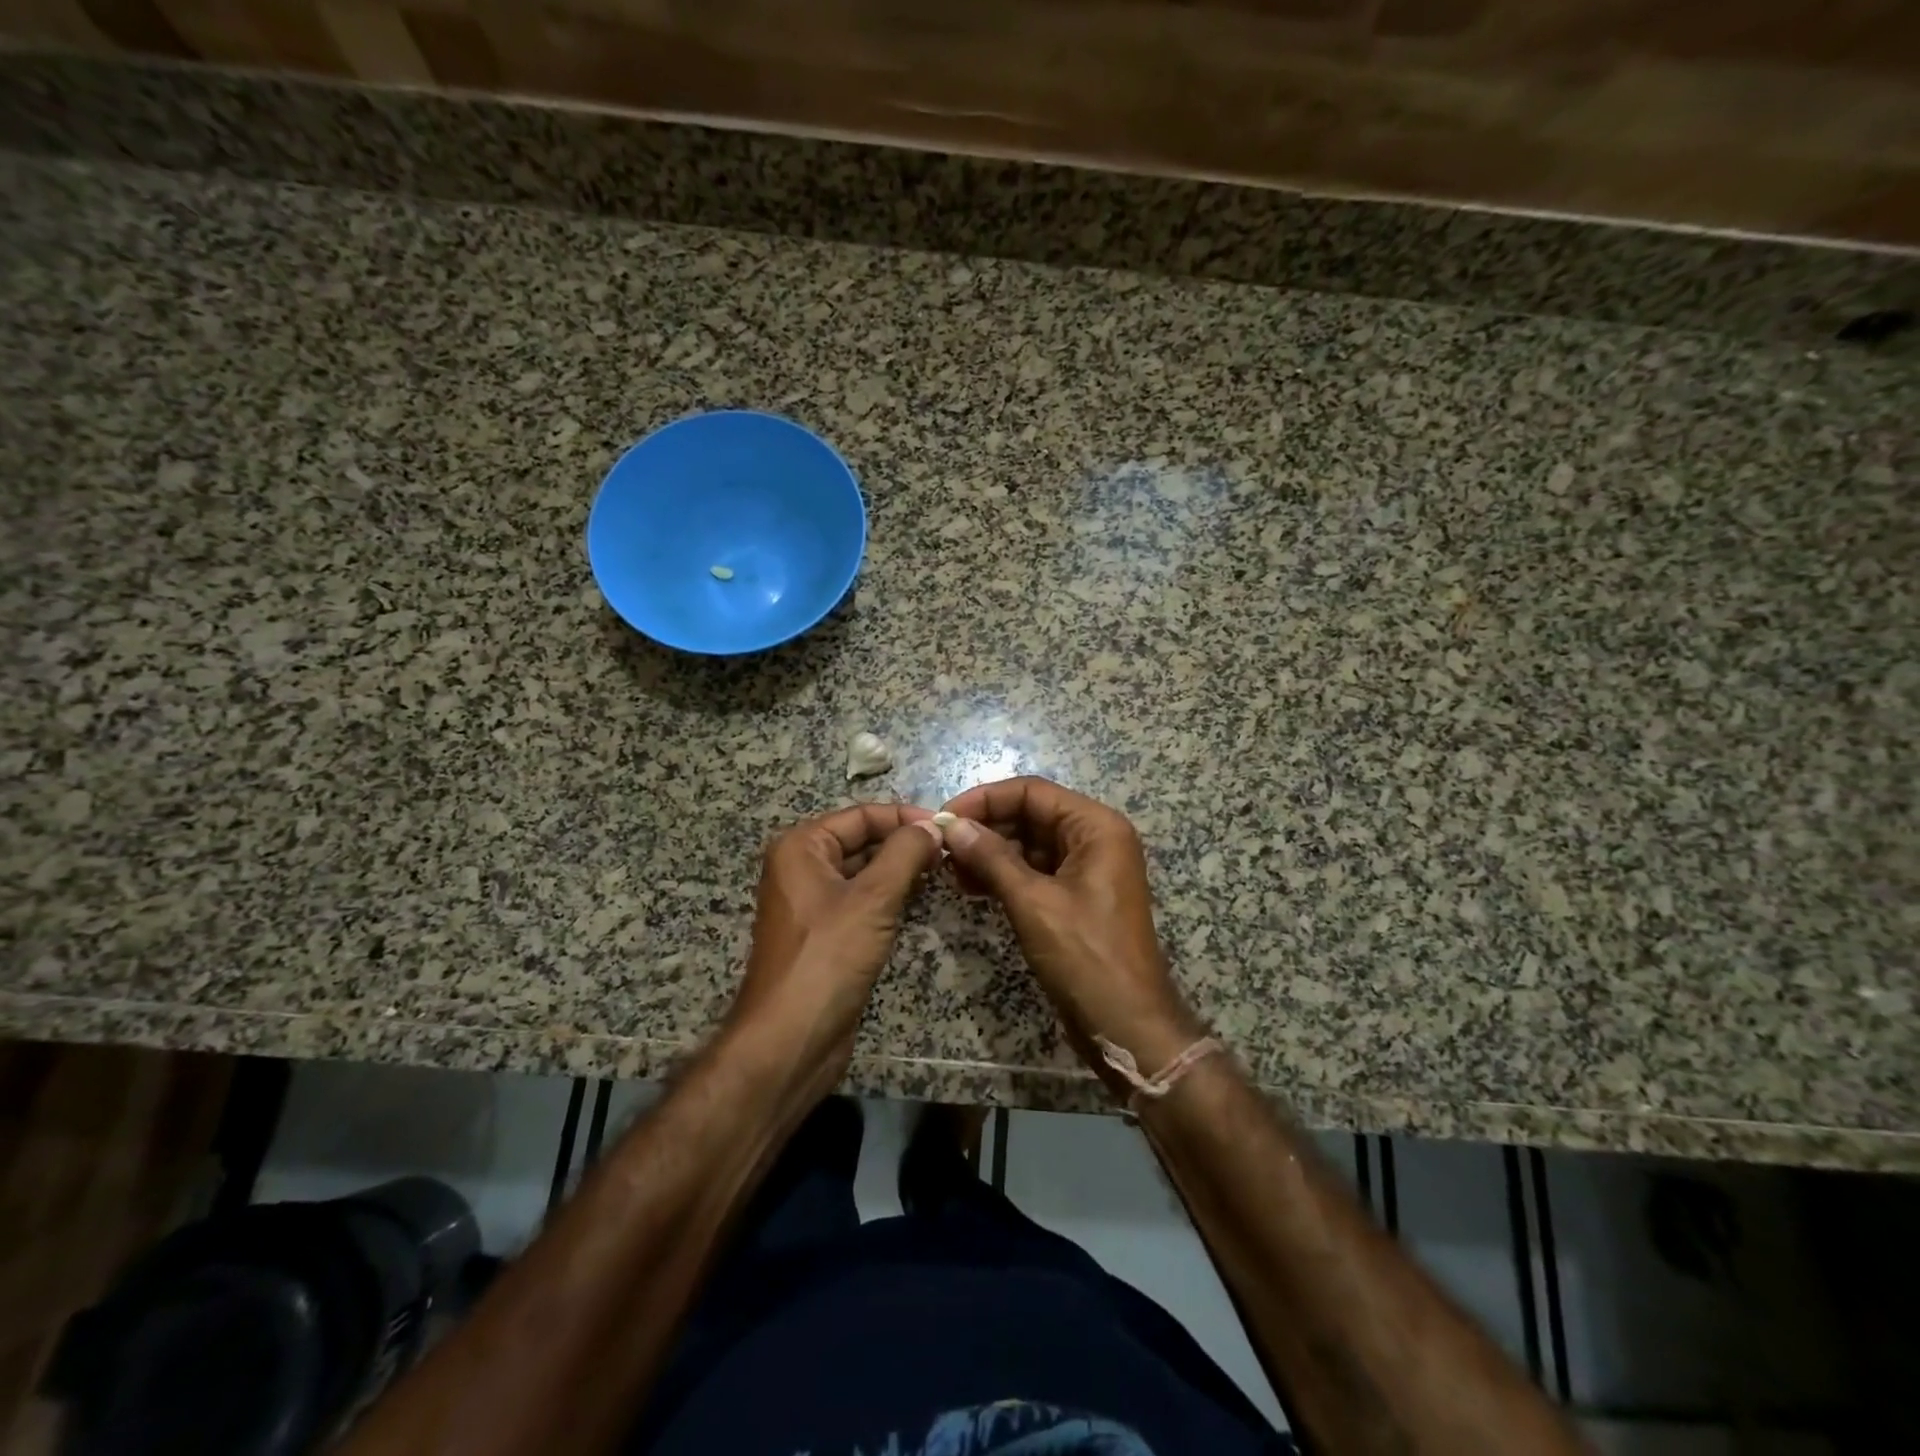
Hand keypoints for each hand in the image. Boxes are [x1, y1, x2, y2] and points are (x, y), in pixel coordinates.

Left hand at [724, 803, 944, 1103]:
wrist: (790, 1039)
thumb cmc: (828, 958)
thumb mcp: (873, 898)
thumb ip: (906, 854)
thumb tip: (934, 826)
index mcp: (801, 847)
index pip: (861, 815)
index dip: (904, 817)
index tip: (948, 826)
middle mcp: (802, 868)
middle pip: (861, 841)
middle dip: (904, 844)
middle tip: (951, 851)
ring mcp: (813, 903)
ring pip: (864, 873)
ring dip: (900, 870)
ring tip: (943, 871)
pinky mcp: (826, 935)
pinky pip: (862, 902)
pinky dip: (890, 898)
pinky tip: (920, 901)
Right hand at [938, 777, 1204, 1094]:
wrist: (1128, 1026)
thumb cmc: (1086, 957)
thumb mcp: (1033, 903)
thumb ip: (991, 858)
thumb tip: (951, 825)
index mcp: (1096, 827)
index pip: (1032, 792)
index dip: (985, 799)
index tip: (944, 817)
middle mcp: (1094, 838)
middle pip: (1030, 815)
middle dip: (985, 828)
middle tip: (941, 847)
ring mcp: (1086, 868)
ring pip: (1028, 844)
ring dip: (989, 853)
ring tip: (950, 870)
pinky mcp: (1075, 896)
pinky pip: (1033, 871)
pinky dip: (1003, 875)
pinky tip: (970, 887)